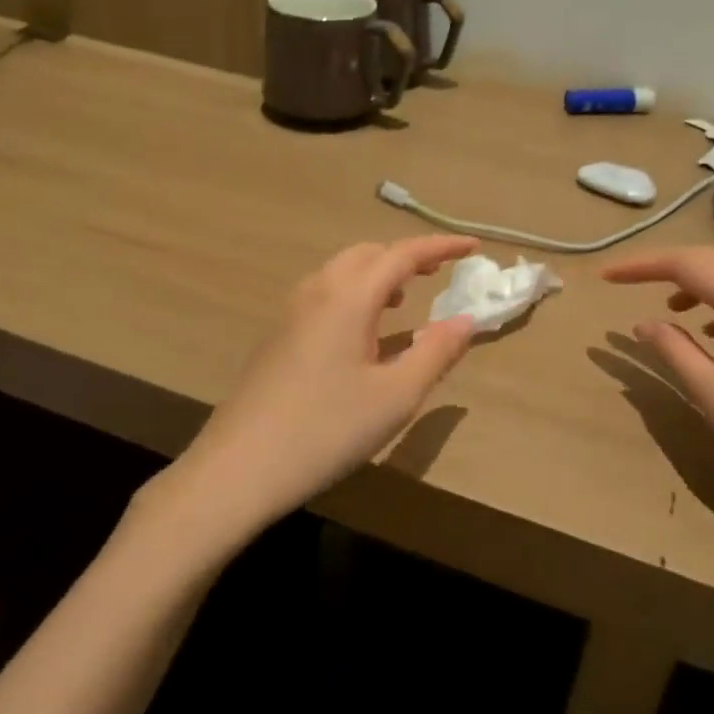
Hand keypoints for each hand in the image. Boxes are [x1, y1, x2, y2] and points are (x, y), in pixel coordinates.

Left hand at [162, 237, 478, 543]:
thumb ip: (436, 352)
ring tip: (404, 300)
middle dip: (406, 256)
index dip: (440, 246)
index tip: (472, 246)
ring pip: (341, 272)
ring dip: (378, 274)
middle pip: (367, 254)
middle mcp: (317, 292)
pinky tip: (363, 332)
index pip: (402, 254)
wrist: (241, 467)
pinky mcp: (278, 335)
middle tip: (438, 274)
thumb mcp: (396, 396)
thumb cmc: (328, 430)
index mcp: (348, 297)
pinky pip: (324, 294)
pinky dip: (354, 294)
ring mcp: (291, 312)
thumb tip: (466, 320)